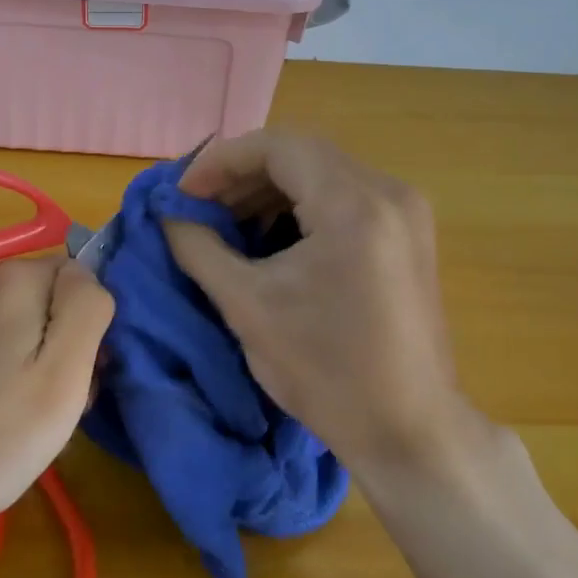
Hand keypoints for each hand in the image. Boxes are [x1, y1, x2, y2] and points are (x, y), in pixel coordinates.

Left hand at [0, 257, 113, 532]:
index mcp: (13, 277)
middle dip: (53, 346)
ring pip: (5, 321)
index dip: (88, 332)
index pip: (81, 281)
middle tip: (42, 410)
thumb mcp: (60, 380)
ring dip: (18, 358)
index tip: (75, 383)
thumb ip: (87, 311)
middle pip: (42, 299)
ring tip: (2, 419)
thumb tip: (88, 277)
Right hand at [162, 130, 490, 481]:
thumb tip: (168, 214)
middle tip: (199, 205)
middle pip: (301, 153)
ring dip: (269, 189)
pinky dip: (300, 206)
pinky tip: (270, 236)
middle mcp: (388, 192)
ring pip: (322, 172)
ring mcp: (405, 212)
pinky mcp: (407, 235)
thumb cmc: (326, 371)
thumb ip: (199, 248)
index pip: (277, 146)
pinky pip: (344, 197)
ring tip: (227, 221)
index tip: (183, 193)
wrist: (410, 431)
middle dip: (242, 174)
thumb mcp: (248, 306)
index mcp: (353, 204)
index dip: (220, 161)